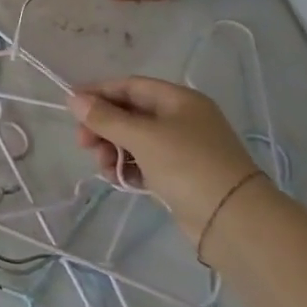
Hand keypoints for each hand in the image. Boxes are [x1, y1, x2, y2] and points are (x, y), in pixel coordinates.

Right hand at [67, 77, 260, 243]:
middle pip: (131, 113)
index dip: (99, 92)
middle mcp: (182, 119)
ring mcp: (183, 149)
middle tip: (83, 143)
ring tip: (103, 167)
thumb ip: (105, 118)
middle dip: (104, 126)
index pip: (130, 86)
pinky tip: (119, 179)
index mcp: (179, 100)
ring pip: (136, 140)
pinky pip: (146, 163)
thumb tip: (74, 98)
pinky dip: (129, 168)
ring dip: (113, 150)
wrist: (234, 221)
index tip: (72, 106)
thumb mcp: (142, 137)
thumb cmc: (187, 165)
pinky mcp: (181, 176)